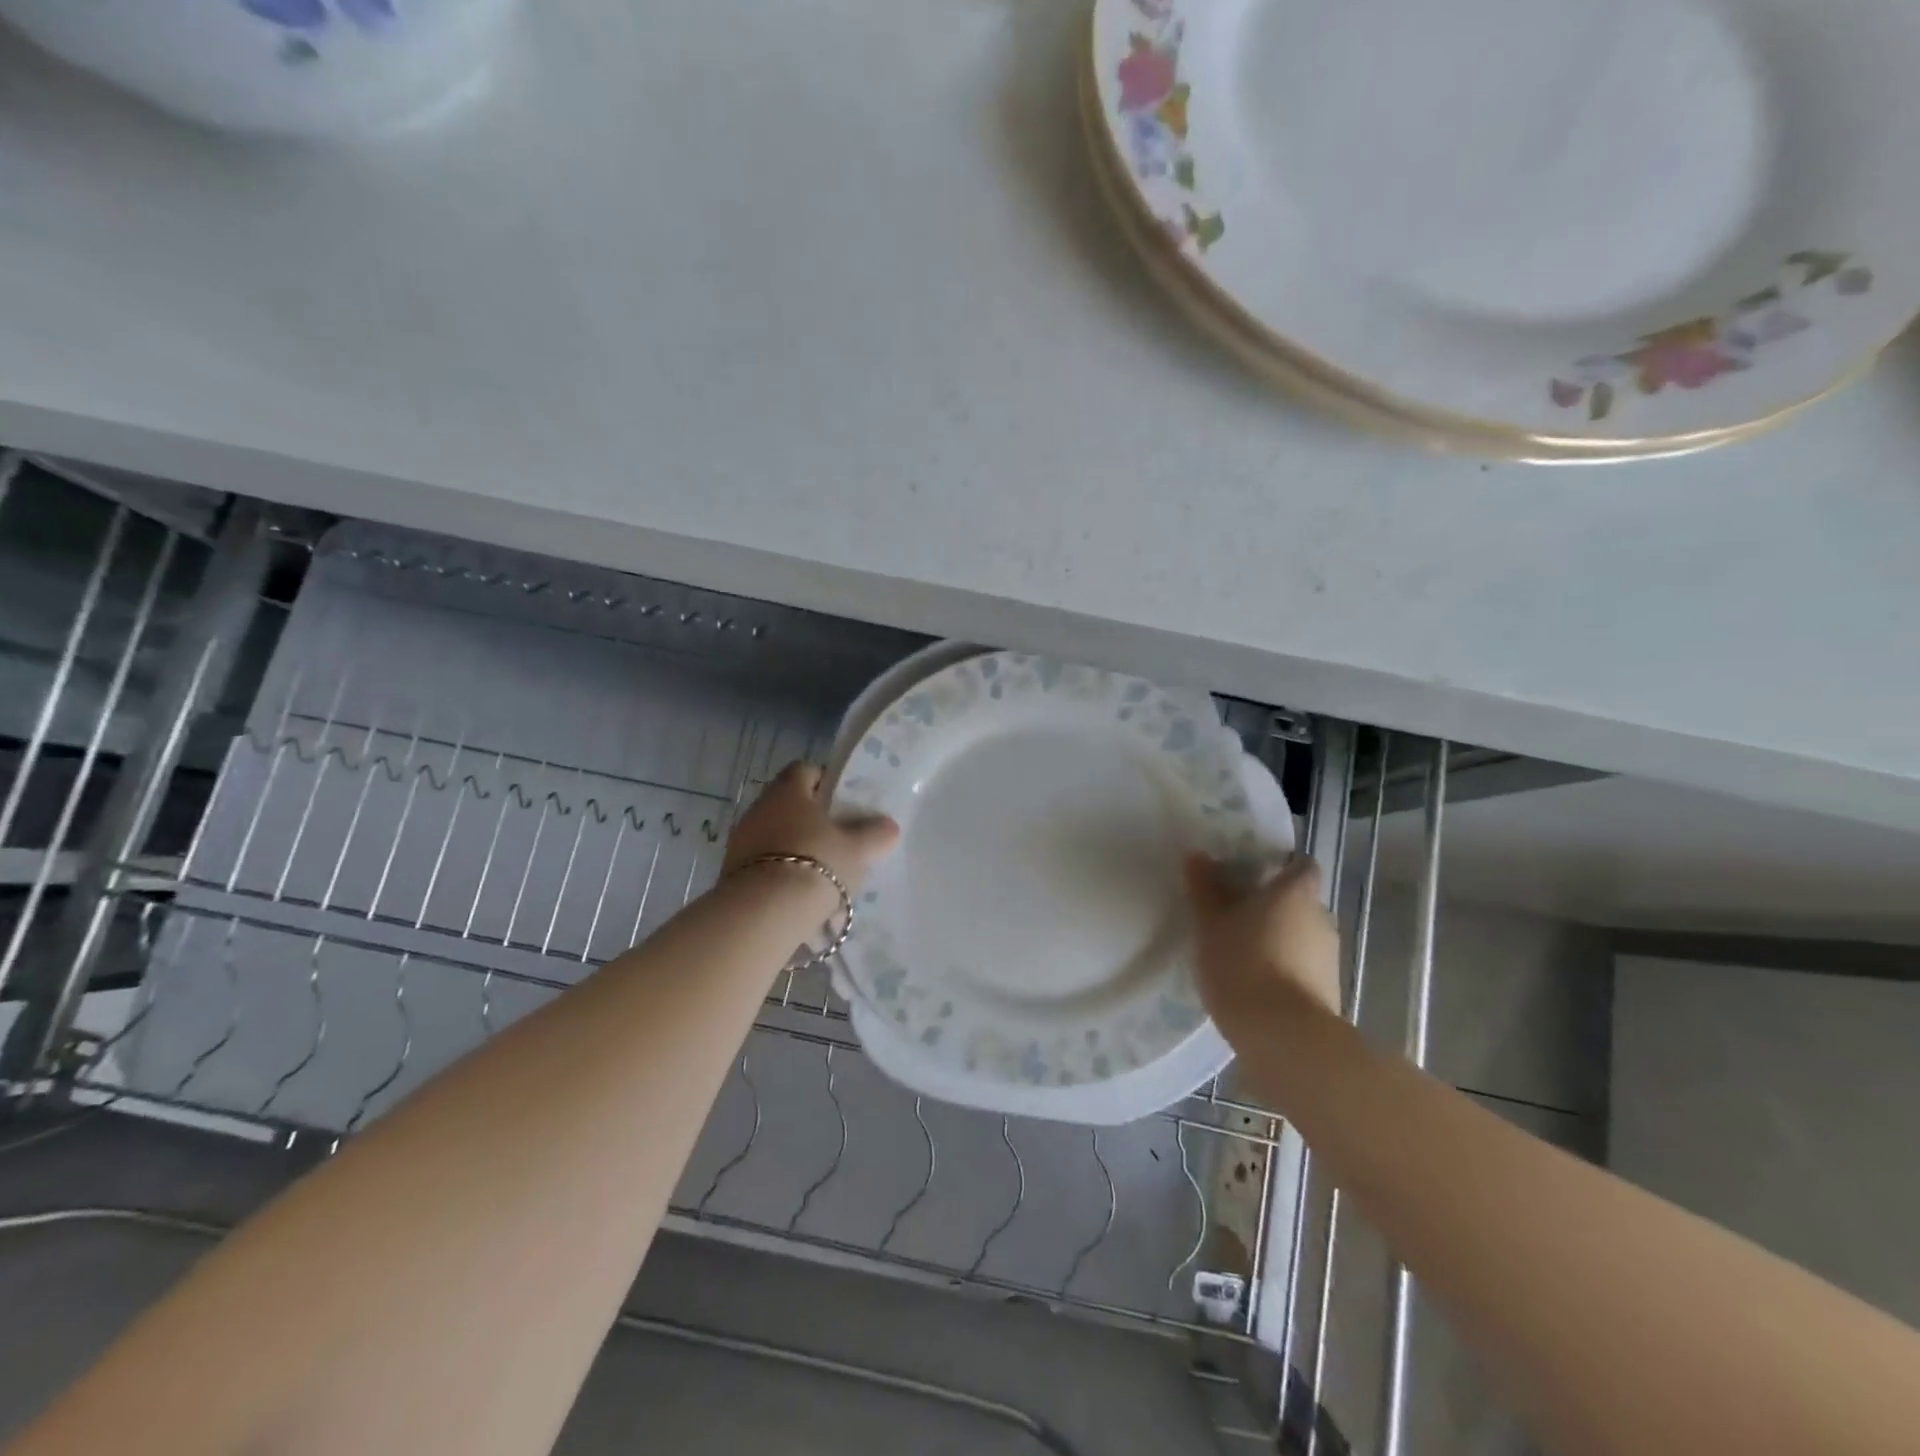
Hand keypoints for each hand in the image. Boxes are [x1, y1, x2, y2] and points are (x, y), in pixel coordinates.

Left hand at [723, 762, 900, 895]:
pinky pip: (762, 862)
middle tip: (836, 837)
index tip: (842, 801)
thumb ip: (874, 834)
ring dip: (793, 846)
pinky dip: (779, 871)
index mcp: (789, 791)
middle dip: (810, 818)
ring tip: (820, 870)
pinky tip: (798, 892)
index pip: (805, 770)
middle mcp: (760, 807)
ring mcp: (741, 839)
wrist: (765, 912)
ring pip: (774, 833)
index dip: (824, 781)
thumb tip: (889, 826)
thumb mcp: (857, 849)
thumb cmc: (817, 864)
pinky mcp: (731, 871)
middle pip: (788, 803)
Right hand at [1183, 852, 1341, 1041]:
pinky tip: (1257, 984)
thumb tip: (1198, 856)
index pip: (1300, 865)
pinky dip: (1285, 968)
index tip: (1251, 875)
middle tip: (1235, 915)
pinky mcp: (1330, 991)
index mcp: (1295, 893)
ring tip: (1242, 953)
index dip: (1280, 866)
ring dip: (1278, 939)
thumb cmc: (1243, 965)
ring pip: (1302, 935)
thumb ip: (1205, 889)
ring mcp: (1330, 957)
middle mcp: (1321, 917)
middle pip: (1299, 901)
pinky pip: (1304, 967)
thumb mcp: (1210, 925)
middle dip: (1272, 906)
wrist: (1285, 1037)